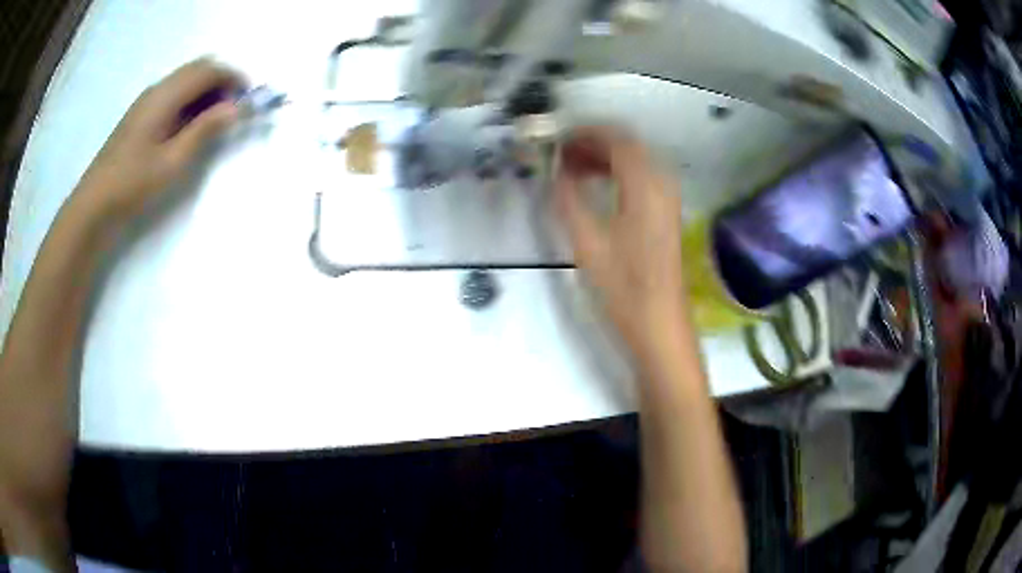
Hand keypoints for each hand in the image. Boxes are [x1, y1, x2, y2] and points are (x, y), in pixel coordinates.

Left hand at [75, 58, 242, 220]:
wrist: (94, 204)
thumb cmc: (133, 184)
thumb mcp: (173, 162)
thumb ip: (205, 130)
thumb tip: (236, 108)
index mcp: (166, 95)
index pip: (208, 70)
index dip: (234, 78)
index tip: (249, 98)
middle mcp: (158, 89)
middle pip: (198, 69)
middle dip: (222, 81)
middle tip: (233, 109)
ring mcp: (147, 100)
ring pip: (186, 80)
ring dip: (206, 90)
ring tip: (214, 120)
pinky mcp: (141, 114)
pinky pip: (174, 93)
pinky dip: (190, 100)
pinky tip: (189, 125)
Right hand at [555, 126, 687, 349]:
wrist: (660, 325)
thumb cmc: (623, 288)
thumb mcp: (587, 244)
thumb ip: (568, 200)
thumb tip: (556, 173)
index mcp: (645, 186)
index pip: (616, 139)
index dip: (585, 134)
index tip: (557, 141)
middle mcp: (662, 184)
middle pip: (628, 145)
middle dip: (594, 142)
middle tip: (561, 154)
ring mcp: (668, 198)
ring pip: (635, 160)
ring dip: (605, 157)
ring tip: (572, 168)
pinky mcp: (667, 213)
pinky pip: (642, 176)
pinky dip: (618, 172)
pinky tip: (597, 185)